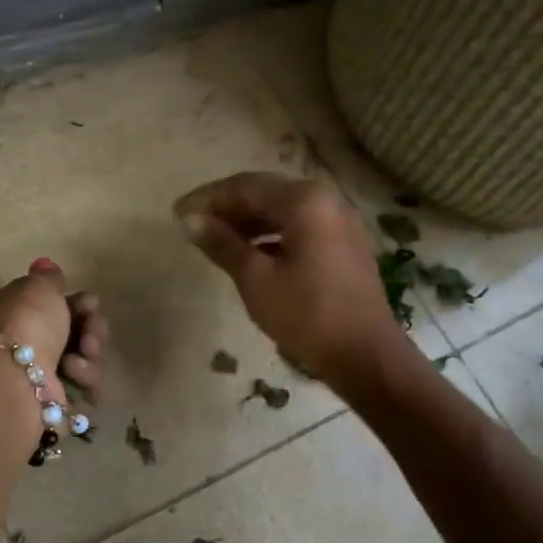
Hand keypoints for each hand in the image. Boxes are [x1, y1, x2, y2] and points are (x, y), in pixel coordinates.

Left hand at [0, 261, 108, 404]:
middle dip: (88, 329)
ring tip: (83, 353)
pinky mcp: (49, 407)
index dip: (73, 303)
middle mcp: (9, 347)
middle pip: (67, 334)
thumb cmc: (22, 322)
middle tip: (92, 327)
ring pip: (79, 362)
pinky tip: (75, 374)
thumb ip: (49, 278)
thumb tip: (45, 266)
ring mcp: (30, 380)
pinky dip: (84, 379)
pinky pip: (81, 389)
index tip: (91, 302)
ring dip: (89, 354)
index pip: (43, 306)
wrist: (13, 377)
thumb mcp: (37, 286)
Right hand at [174, 173, 406, 387]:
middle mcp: (325, 199)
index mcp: (304, 201)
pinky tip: (249, 251)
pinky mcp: (342, 243)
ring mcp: (338, 220)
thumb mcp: (256, 279)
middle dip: (226, 206)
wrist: (366, 356)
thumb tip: (189, 221)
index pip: (244, 187)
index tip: (176, 213)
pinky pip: (298, 225)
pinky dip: (269, 233)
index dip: (207, 199)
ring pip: (281, 209)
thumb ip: (222, 244)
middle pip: (264, 192)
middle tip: (191, 223)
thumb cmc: (307, 315)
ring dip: (247, 220)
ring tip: (214, 238)